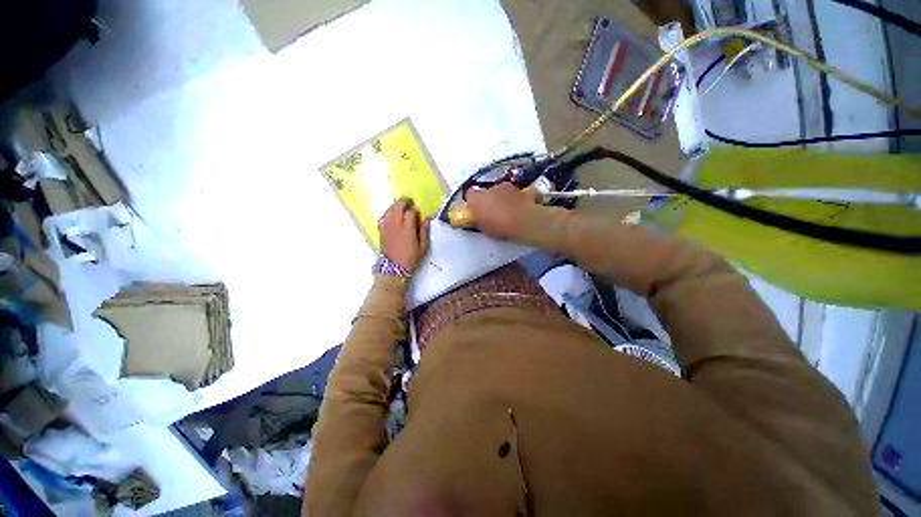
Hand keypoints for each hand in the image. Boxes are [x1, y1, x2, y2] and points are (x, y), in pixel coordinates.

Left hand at [379, 198, 430, 273]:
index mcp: (407, 229)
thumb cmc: (411, 258)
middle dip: (404, 202)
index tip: (418, 212)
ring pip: (390, 210)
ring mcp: (387, 227)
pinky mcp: (381, 230)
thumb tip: (427, 219)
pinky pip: (383, 217)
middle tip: (410, 202)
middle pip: (398, 207)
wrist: (394, 268)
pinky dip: (388, 213)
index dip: (415, 210)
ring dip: (396, 206)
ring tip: (401, 206)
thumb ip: (424, 231)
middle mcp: (396, 225)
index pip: (411, 212)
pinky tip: (392, 215)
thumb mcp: (423, 247)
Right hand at [465, 182, 539, 239]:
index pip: (470, 195)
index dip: (473, 202)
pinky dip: (517, 198)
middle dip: (489, 200)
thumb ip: (480, 220)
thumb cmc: (500, 226)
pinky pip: (517, 193)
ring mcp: (507, 187)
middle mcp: (490, 188)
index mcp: (477, 198)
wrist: (523, 222)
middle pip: (487, 192)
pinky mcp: (521, 189)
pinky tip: (520, 208)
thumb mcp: (484, 229)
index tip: (476, 210)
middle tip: (493, 213)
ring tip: (508, 212)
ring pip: (502, 191)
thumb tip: (480, 220)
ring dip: (503, 198)